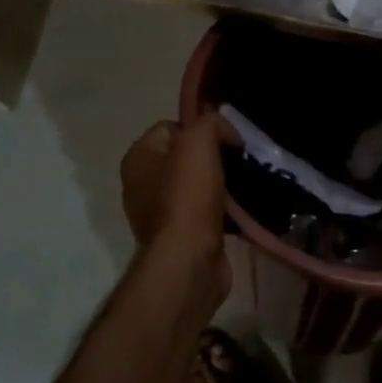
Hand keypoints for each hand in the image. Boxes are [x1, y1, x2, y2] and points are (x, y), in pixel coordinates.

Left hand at [120, 113, 236, 283]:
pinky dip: (221, 210)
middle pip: (186, 157)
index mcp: (138, 157)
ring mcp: (158, 213)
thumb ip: (210, 123)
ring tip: (243, 187)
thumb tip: (225, 134)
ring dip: (220, 185)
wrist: (188, 259)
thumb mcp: (198, 142)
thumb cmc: (187, 195)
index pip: (173, 127)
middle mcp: (141, 183)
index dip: (202, 129)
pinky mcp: (178, 236)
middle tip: (238, 164)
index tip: (229, 142)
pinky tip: (238, 211)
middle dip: (214, 158)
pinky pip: (203, 212)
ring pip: (197, 185)